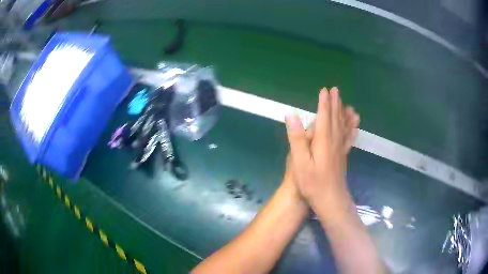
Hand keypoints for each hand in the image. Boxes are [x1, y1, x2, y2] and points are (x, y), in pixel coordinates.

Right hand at [285, 87, 358, 210]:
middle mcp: (334, 141)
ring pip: (343, 125)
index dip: (324, 102)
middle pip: (335, 118)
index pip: (324, 116)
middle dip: (335, 103)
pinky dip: (351, 127)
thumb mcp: (300, 162)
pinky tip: (355, 125)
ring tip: (346, 103)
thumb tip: (291, 114)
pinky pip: (349, 137)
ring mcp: (341, 148)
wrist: (331, 200)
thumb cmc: (312, 183)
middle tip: (336, 90)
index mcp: (323, 140)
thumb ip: (296, 138)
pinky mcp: (343, 156)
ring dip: (343, 112)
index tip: (325, 90)